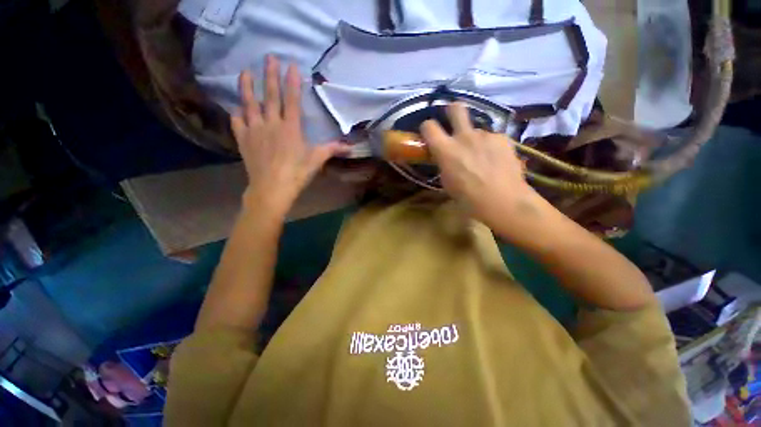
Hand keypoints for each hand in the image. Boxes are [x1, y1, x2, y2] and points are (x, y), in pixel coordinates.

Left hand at [231, 56, 347, 218]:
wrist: (272, 188)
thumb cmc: (297, 173)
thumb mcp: (317, 161)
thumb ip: (332, 149)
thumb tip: (350, 147)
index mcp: (291, 128)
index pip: (291, 100)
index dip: (292, 82)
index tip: (290, 64)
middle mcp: (271, 123)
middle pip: (270, 96)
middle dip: (270, 75)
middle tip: (268, 57)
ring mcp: (255, 130)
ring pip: (249, 104)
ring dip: (247, 87)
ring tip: (245, 72)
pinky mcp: (243, 139)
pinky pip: (238, 122)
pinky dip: (237, 113)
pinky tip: (237, 108)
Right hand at [420, 103, 540, 227]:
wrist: (503, 200)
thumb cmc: (468, 198)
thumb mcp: (447, 183)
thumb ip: (444, 164)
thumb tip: (446, 158)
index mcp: (446, 149)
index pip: (429, 126)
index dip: (427, 127)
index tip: (430, 133)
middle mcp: (464, 136)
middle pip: (456, 108)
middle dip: (452, 111)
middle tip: (454, 121)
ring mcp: (485, 135)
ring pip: (476, 130)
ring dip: (474, 140)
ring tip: (482, 158)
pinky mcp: (502, 138)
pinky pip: (491, 138)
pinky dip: (490, 147)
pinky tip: (496, 161)